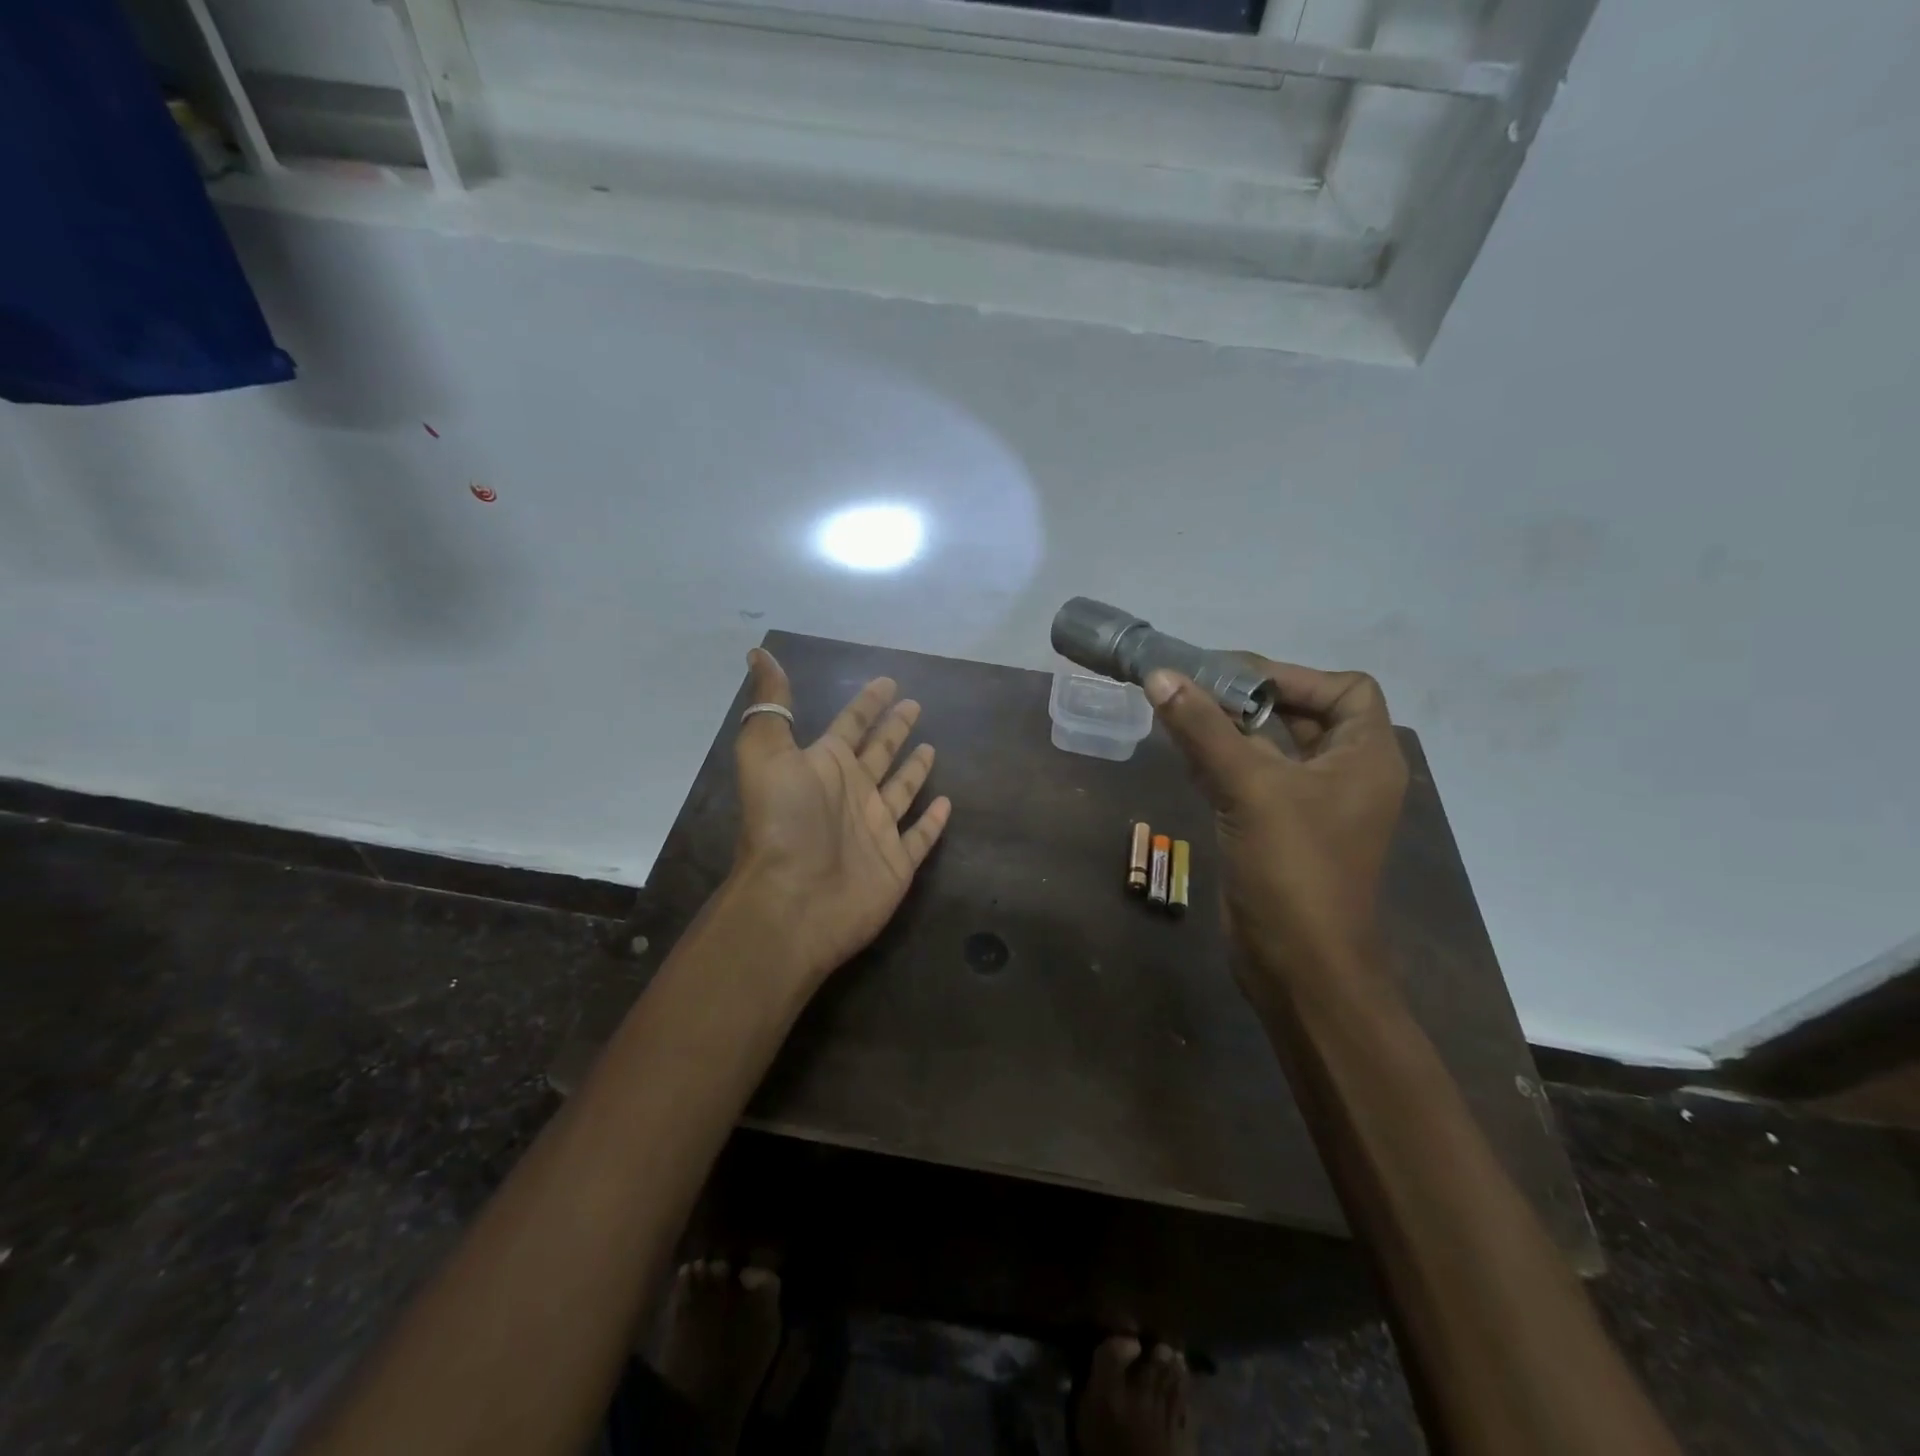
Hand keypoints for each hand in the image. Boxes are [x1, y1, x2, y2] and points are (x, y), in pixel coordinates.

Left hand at [729, 648, 952, 984]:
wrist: (793, 902)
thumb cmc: (784, 824)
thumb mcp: (767, 753)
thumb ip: (771, 705)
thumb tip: (758, 652)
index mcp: (825, 767)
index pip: (851, 724)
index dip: (868, 703)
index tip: (887, 681)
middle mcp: (851, 794)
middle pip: (879, 753)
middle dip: (895, 729)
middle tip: (915, 705)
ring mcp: (876, 830)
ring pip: (901, 791)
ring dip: (914, 769)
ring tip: (931, 746)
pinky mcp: (896, 864)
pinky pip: (920, 837)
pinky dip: (933, 822)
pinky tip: (946, 803)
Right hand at [1145, 657, 1407, 1000]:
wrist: (1298, 966)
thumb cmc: (1293, 870)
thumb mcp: (1250, 789)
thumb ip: (1204, 729)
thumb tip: (1160, 676)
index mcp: (1365, 757)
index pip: (1344, 689)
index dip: (1291, 675)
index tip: (1231, 676)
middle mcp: (1345, 775)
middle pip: (1302, 715)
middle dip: (1249, 699)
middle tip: (1193, 687)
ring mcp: (1312, 806)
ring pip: (1271, 748)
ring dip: (1229, 730)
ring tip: (1179, 713)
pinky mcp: (1279, 830)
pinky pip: (1252, 780)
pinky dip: (1221, 762)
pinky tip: (1182, 755)